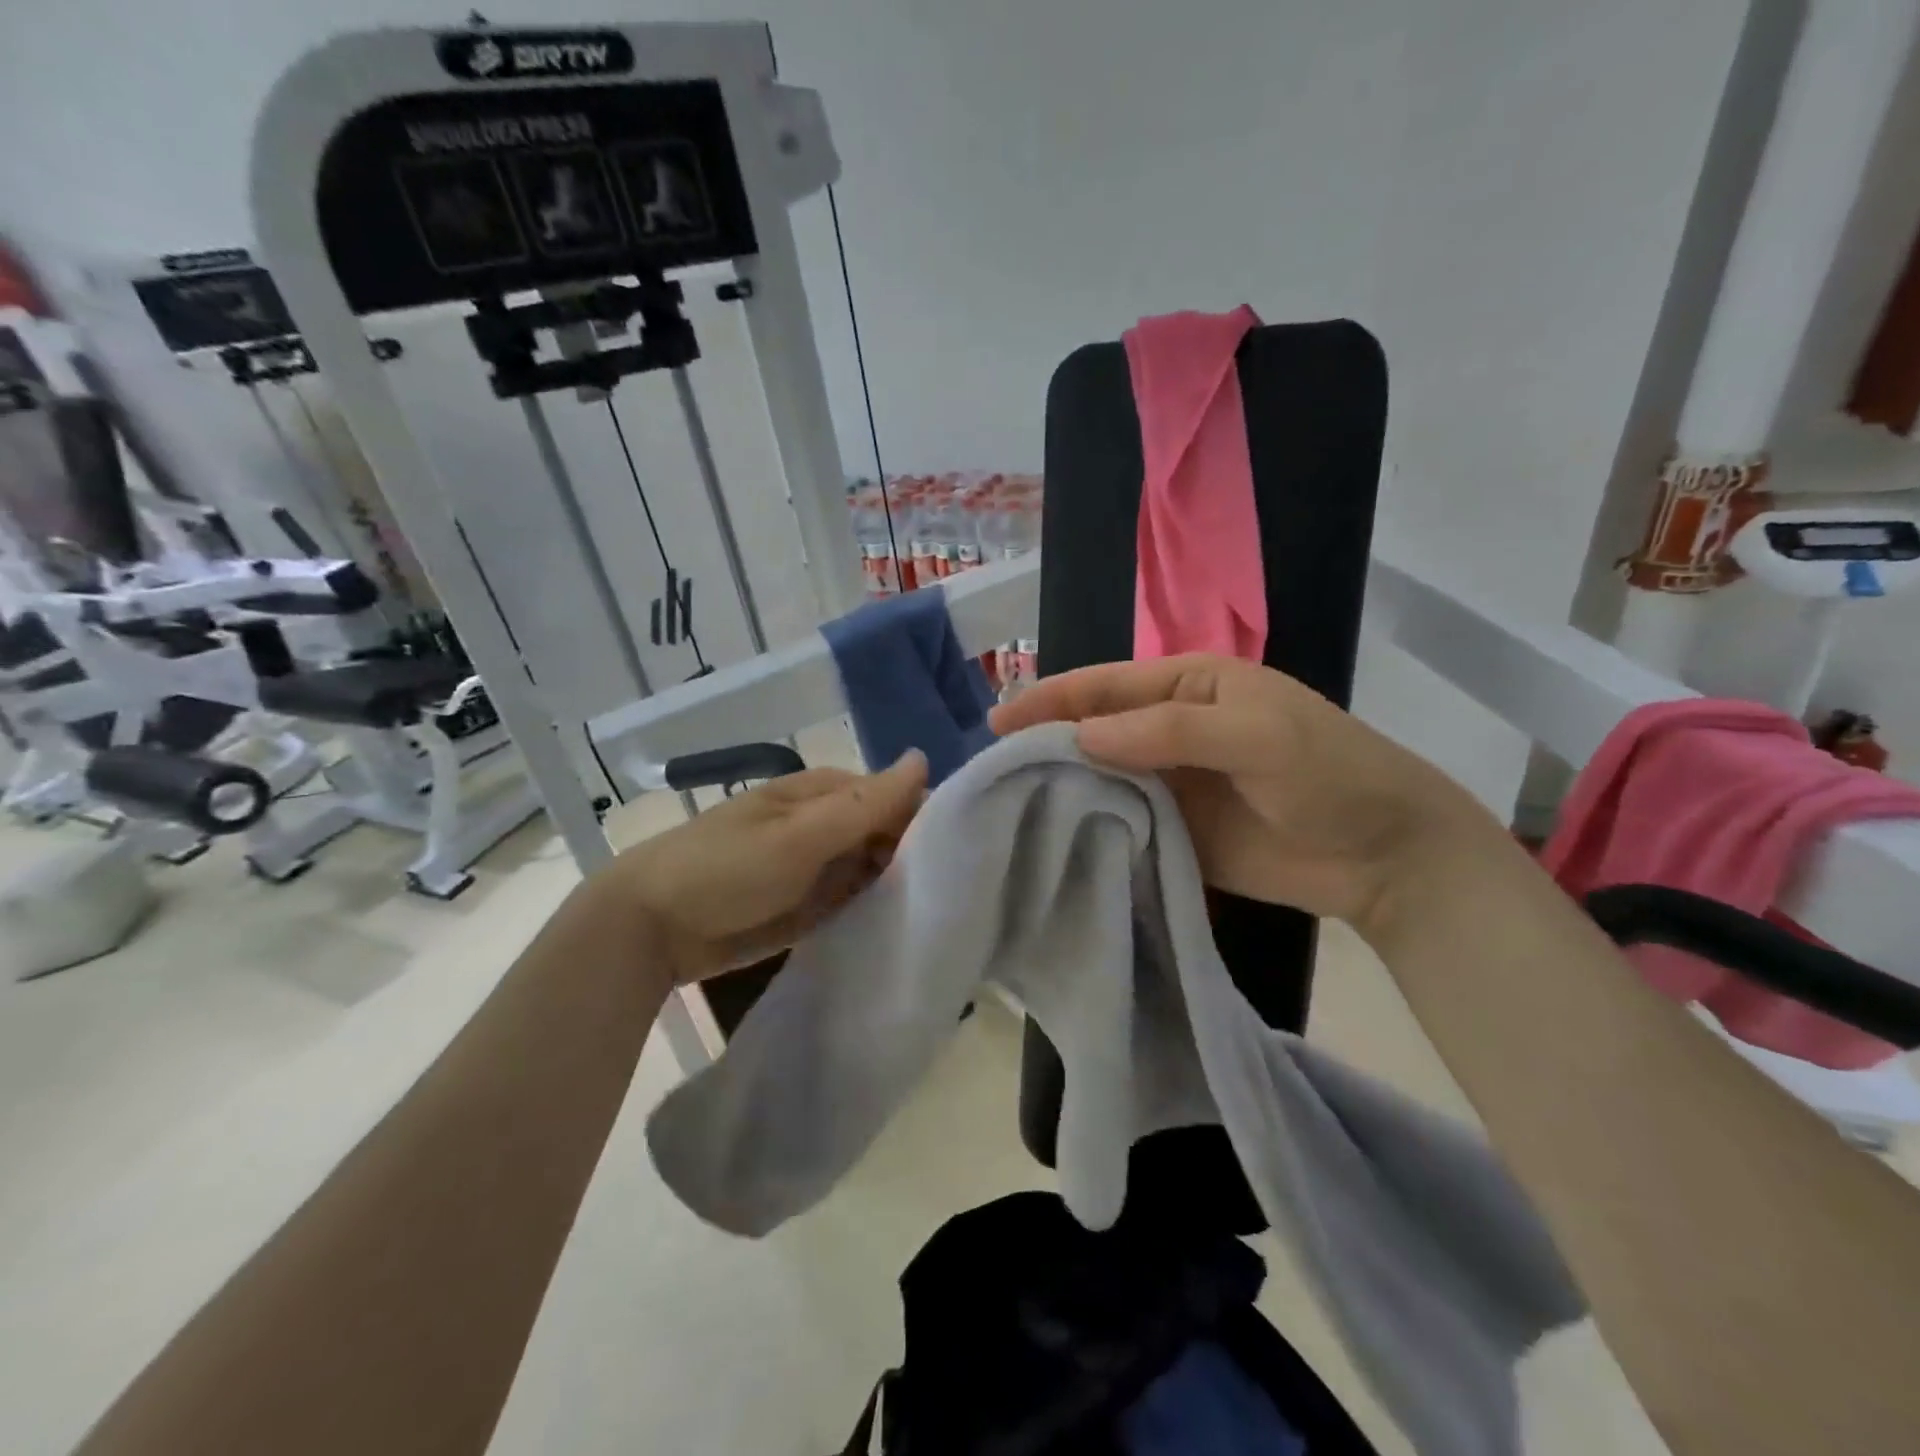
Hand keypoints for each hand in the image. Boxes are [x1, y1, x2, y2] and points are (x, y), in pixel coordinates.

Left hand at [598, 751, 927, 981]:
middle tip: (949, 892)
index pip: (893, 796)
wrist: (652, 929)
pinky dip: (878, 909)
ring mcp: (821, 868)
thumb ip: (863, 805)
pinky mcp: (813, 906)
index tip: (955, 854)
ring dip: (902, 885)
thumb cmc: (725, 869)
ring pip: (877, 869)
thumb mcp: (797, 836)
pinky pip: (857, 901)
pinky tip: (906, 928)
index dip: (924, 819)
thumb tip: (923, 760)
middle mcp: (828, 826)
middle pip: (890, 833)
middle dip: (917, 856)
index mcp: (824, 794)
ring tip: (939, 913)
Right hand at [990, 655, 1487, 928]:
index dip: (1051, 699)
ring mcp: (1169, 783)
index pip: (1105, 686)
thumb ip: (1169, 731)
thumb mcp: (1256, 735)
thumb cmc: (1328, 773)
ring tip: (1006, 807)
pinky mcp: (1173, 831)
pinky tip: (1051, 840)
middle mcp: (1170, 729)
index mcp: (1188, 686)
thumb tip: (1081, 737)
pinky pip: (1120, 822)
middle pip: (1094, 731)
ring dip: (1061, 787)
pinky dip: (1088, 827)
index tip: (998, 722)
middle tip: (991, 771)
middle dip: (1046, 744)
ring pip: (1101, 777)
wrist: (1383, 854)